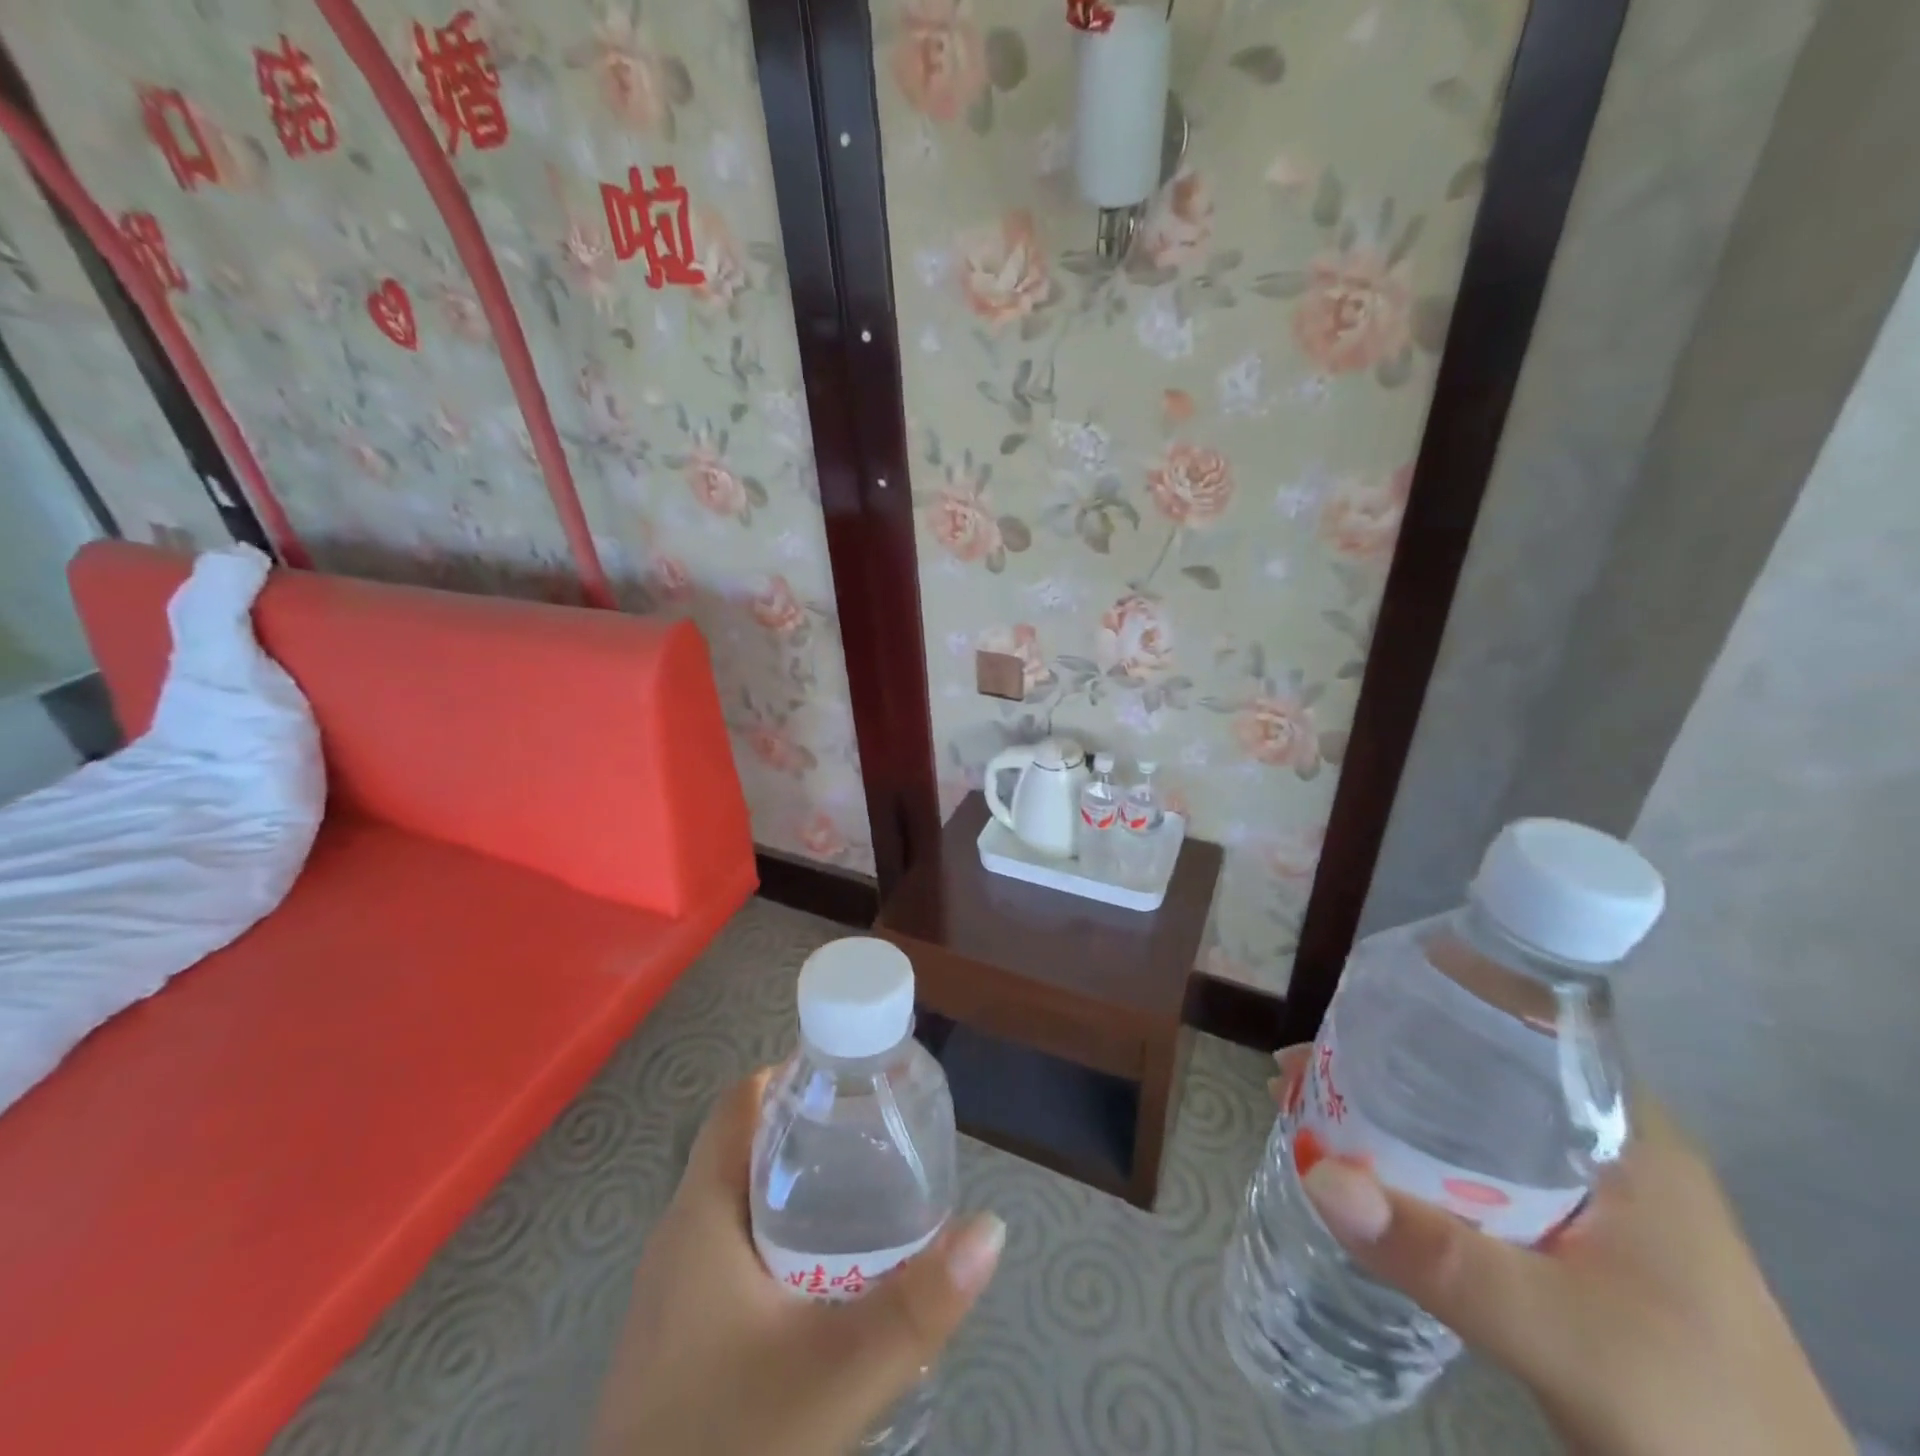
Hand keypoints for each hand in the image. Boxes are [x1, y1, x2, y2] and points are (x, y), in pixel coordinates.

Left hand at [591, 1071, 1003, 1455]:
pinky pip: (735, 1245)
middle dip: (815, 1129)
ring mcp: (674, 1286)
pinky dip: (784, 1232)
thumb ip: (917, 1306)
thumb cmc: (724, 1448)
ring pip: (742, 1197)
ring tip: (870, 1192)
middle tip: (882, 1135)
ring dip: (801, 1183)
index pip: (743, 1102)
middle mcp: (681, 1233)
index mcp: (700, 1213)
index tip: (860, 1077)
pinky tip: (828, 1274)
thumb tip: (991, 1228)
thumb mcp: (835, 1378)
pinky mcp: (679, 1331)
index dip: (798, 1074)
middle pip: (748, 1143)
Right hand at [1271, 1048, 1848, 1455]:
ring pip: (1463, 1124)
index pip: (1516, 1025)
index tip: (1348, 1003)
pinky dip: (1408, 1162)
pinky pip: (1467, 1173)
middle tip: (1301, 1070)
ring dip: (1386, 1114)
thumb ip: (1443, 1258)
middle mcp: (1600, 1144)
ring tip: (1308, 1112)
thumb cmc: (1697, 1415)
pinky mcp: (1568, 1241)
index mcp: (1619, 1130)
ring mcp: (1586, 1196)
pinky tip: (1364, 1174)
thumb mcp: (1563, 1336)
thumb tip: (1317, 1174)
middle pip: (1472, 1072)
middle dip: (1380, 1062)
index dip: (1429, 1001)